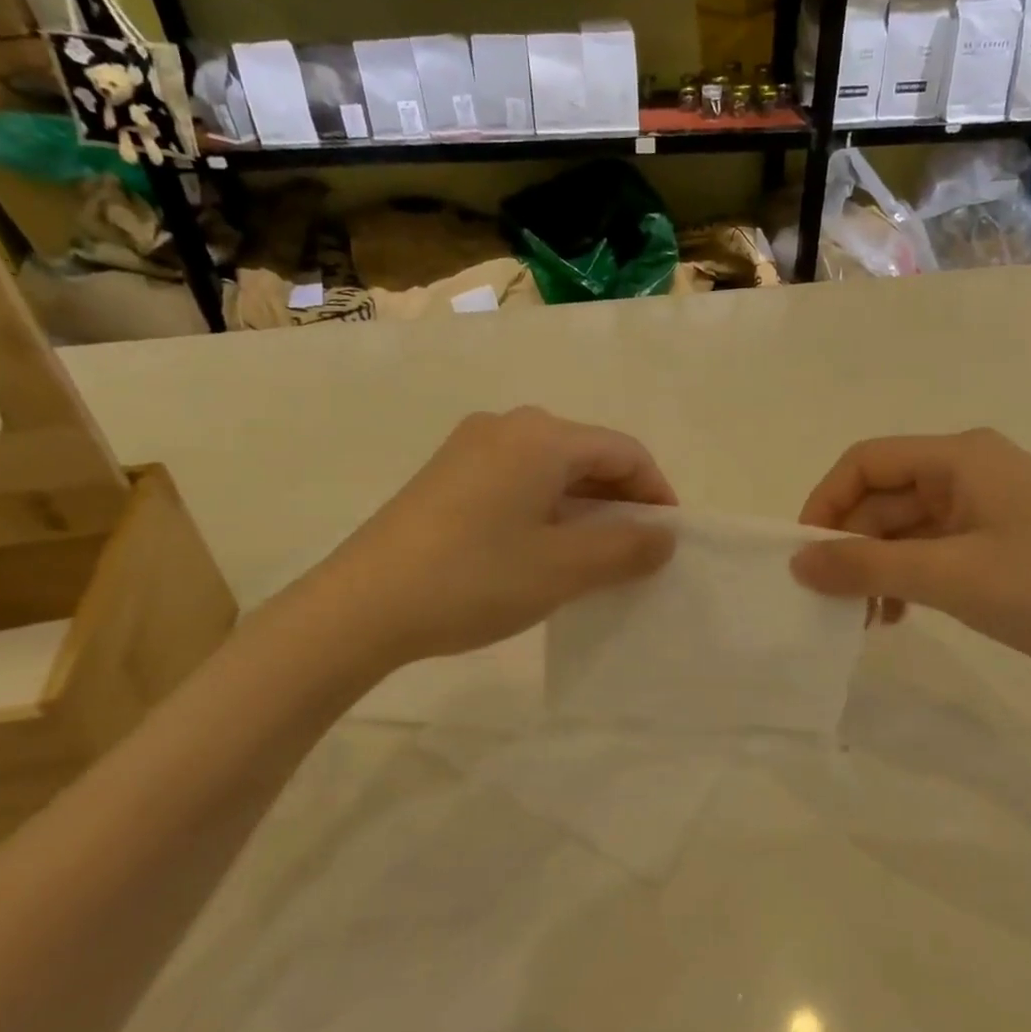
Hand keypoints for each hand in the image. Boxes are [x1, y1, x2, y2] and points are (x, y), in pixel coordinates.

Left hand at [323, 407, 676, 667]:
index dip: (656, 492)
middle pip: (587, 454)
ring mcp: (470, 447)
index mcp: (542, 436)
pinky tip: (542, 549)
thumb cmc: (475, 578)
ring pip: (550, 469)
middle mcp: (507, 426)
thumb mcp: (564, 568)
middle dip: (620, 501)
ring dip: (583, 507)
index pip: (624, 451)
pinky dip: (546, 509)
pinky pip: (517, 480)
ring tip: (594, 557)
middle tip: (636, 552)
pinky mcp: (446, 474)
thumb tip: (664, 536)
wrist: (362, 605)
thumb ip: (626, 548)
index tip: (668, 539)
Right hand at [791, 429, 1030, 684]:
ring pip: (904, 528)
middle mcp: (968, 470)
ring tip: (867, 618)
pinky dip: (907, 577)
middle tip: (834, 601)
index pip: (865, 462)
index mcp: (959, 457)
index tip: (805, 556)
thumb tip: (797, 563)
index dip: (825, 503)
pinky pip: (931, 548)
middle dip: (852, 547)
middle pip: (882, 497)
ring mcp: (985, 505)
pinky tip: (900, 616)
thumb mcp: (948, 577)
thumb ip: (866, 567)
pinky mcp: (996, 538)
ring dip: (877, 568)